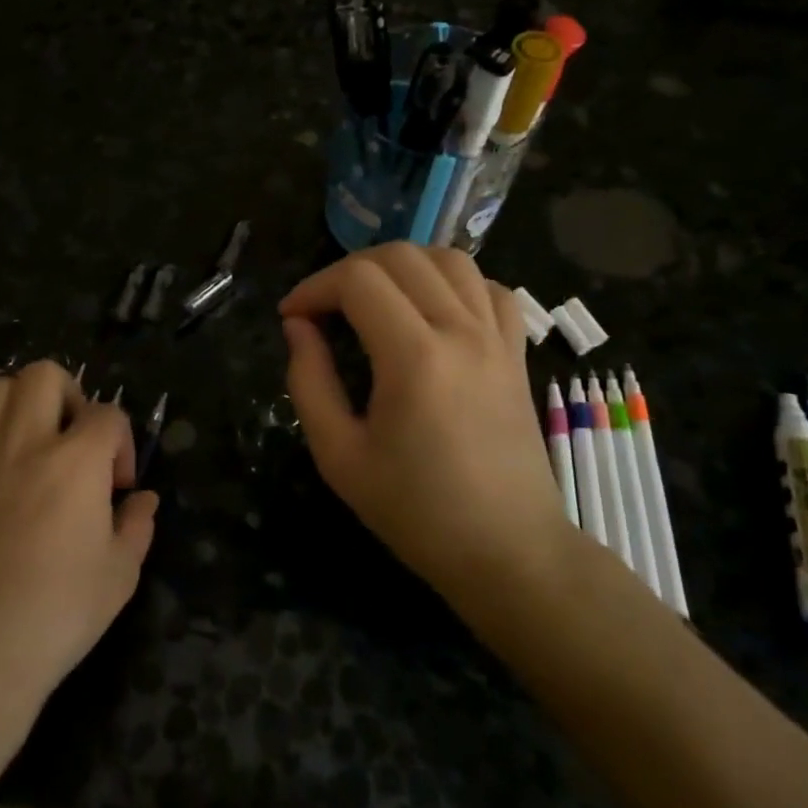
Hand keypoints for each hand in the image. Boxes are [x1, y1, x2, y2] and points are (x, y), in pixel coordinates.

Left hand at [0, 361, 157, 713]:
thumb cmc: (55, 615)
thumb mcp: (119, 576)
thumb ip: (138, 527)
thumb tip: (144, 500)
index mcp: (76, 460)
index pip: (107, 414)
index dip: (121, 442)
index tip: (119, 486)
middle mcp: (25, 442)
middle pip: (44, 374)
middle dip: (69, 395)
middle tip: (73, 440)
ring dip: (19, 404)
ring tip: (30, 444)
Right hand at [279, 244, 569, 609]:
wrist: (508, 551)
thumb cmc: (416, 512)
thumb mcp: (339, 456)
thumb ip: (309, 382)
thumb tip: (298, 327)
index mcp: (414, 358)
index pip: (358, 281)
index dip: (313, 287)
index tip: (292, 317)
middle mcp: (461, 331)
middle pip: (401, 256)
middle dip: (348, 269)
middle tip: (324, 307)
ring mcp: (496, 338)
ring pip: (448, 259)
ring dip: (401, 266)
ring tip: (374, 299)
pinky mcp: (516, 351)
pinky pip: (489, 287)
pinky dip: (453, 281)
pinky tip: (431, 309)